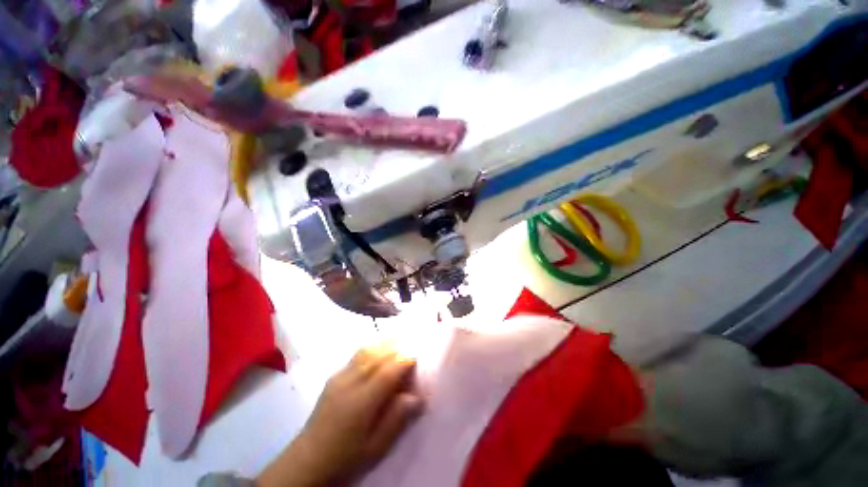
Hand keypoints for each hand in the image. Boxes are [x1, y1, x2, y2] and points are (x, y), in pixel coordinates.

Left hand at [258, 346, 423, 486]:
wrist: (307, 461)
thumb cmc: (345, 458)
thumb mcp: (375, 448)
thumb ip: (396, 420)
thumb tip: (416, 396)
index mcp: (361, 401)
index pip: (388, 371)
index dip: (405, 361)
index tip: (418, 359)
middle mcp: (350, 382)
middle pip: (378, 355)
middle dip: (397, 349)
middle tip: (411, 350)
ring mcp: (339, 377)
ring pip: (367, 350)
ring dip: (385, 345)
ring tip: (398, 345)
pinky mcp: (333, 377)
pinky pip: (357, 355)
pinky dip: (372, 349)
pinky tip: (378, 353)